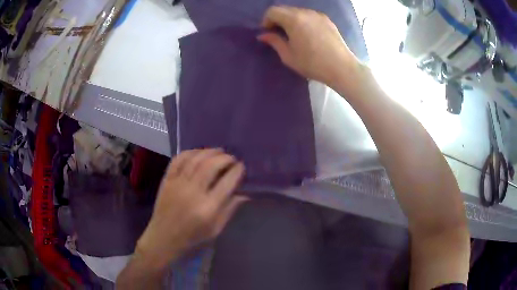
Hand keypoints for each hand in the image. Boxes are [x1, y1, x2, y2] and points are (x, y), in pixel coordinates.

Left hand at [136, 149, 247, 269]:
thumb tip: (244, 194)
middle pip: (211, 165)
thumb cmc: (192, 239)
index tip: (241, 167)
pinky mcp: (167, 180)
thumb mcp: (215, 230)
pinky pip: (178, 159)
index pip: (227, 182)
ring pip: (195, 159)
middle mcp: (193, 192)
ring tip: (219, 151)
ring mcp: (177, 184)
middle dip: (225, 158)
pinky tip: (198, 153)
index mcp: (208, 208)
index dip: (237, 171)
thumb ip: (229, 210)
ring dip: (209, 152)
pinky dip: (190, 152)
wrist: (163, 239)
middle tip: (232, 158)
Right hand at [258, 6, 360, 88]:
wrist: (342, 68)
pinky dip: (303, 21)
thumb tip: (263, 35)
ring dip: (290, 19)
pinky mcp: (327, 20)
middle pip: (285, 9)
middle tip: (279, 34)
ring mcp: (318, 15)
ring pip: (297, 11)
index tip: (268, 33)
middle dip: (278, 19)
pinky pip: (309, 15)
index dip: (266, 21)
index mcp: (293, 19)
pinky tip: (307, 34)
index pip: (273, 11)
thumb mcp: (288, 56)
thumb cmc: (312, 64)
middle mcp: (305, 12)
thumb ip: (274, 42)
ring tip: (293, 35)